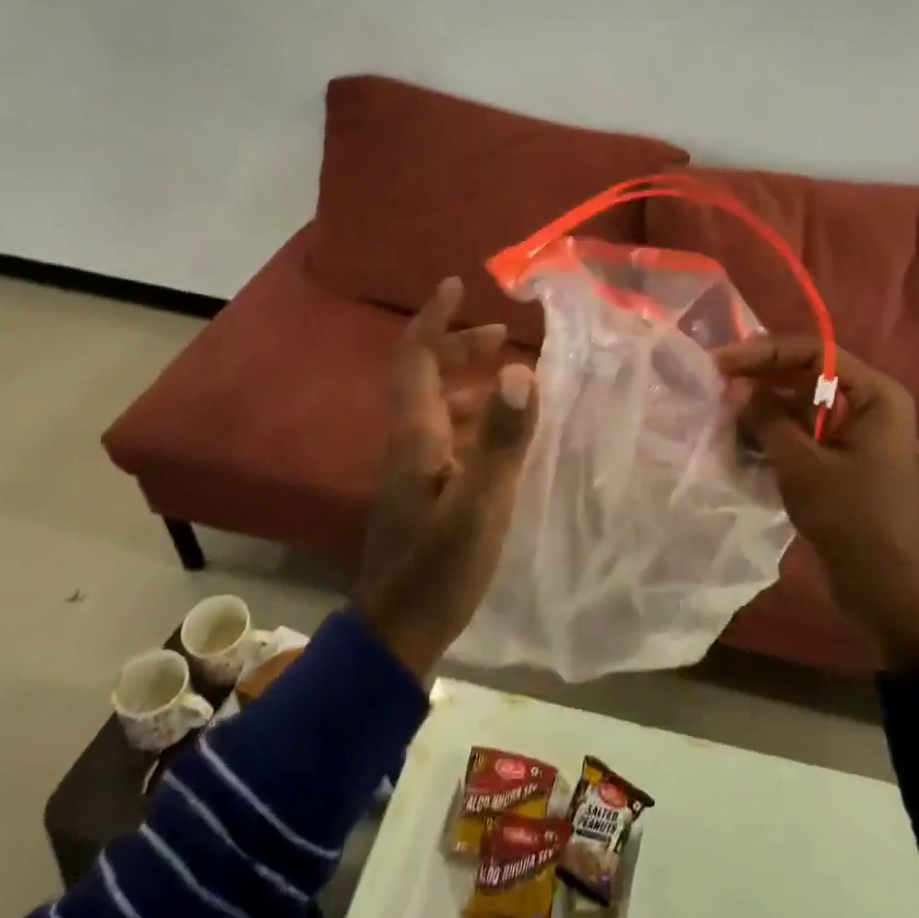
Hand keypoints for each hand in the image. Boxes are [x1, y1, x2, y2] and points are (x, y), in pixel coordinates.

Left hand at [354, 277, 538, 679]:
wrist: (398, 631)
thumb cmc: (440, 567)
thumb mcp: (482, 503)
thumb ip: (503, 439)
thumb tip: (520, 372)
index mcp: (417, 436)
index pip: (416, 359)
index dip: (434, 319)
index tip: (456, 286)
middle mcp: (408, 444)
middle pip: (425, 378)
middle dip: (459, 348)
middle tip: (501, 336)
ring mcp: (413, 471)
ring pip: (438, 409)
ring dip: (469, 385)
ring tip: (510, 382)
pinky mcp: (422, 494)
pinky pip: (447, 437)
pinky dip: (473, 421)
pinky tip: (501, 438)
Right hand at [714, 336, 918, 670]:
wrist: (886, 589)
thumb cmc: (850, 518)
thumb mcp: (801, 464)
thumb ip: (767, 417)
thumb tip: (739, 387)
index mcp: (876, 395)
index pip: (816, 353)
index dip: (765, 352)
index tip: (722, 361)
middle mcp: (871, 405)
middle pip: (808, 375)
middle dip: (762, 381)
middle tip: (717, 385)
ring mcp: (858, 434)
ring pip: (802, 406)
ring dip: (765, 410)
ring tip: (725, 419)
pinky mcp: (845, 460)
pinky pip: (806, 433)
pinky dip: (776, 435)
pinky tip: (743, 444)